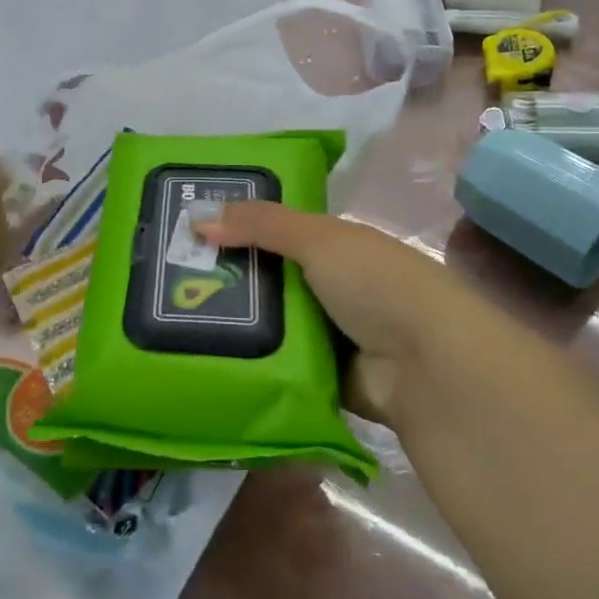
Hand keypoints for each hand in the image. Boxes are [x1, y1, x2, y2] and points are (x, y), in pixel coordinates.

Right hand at [196, 203, 478, 423]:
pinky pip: (282, 366)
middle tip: (170, 282)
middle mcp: (334, 287)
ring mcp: (333, 335)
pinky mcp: (328, 380)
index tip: (189, 234)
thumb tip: (197, 218)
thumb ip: (261, 224)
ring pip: (273, 325)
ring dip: (238, 325)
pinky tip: (211, 360)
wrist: (428, 368)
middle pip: (271, 279)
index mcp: (338, 246)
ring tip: (176, 322)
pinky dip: (256, 364)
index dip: (238, 229)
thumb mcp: (317, 239)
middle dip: (229, 280)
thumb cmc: (376, 284)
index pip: (279, 232)